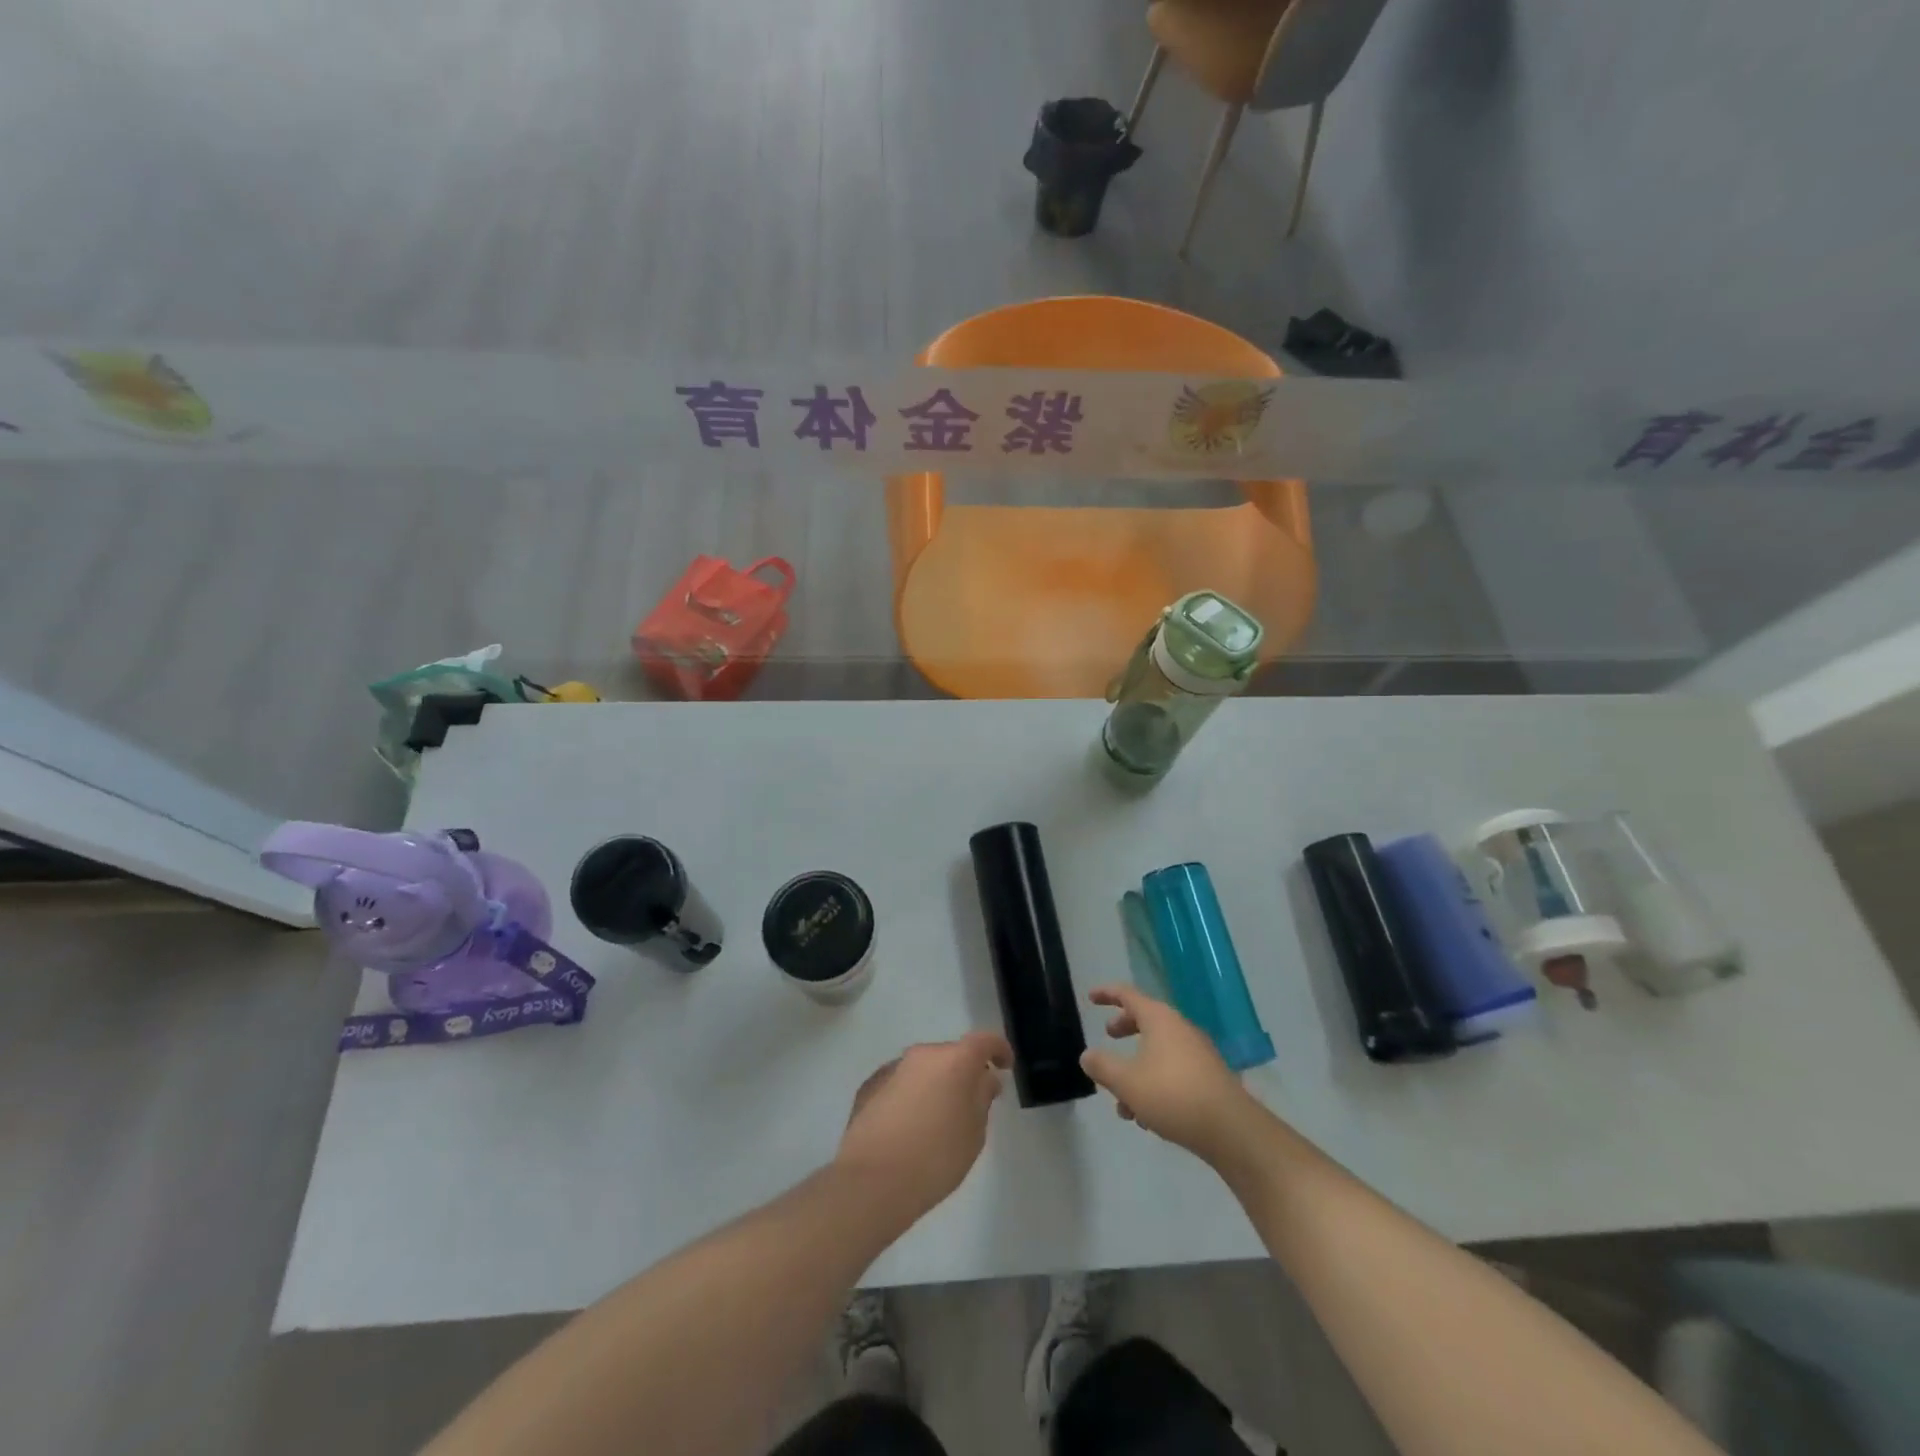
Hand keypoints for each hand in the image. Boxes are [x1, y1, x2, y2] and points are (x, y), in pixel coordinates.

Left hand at [835, 1030, 1012, 1220]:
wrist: (871, 1182)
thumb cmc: (935, 1158)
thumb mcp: (974, 1134)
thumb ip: (982, 1098)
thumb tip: (983, 1079)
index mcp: (954, 1061)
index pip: (984, 1041)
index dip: (999, 1049)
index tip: (1005, 1066)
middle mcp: (922, 1055)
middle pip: (951, 1055)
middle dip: (963, 1073)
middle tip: (970, 1103)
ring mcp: (892, 1068)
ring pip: (923, 1069)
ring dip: (934, 1084)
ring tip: (936, 1120)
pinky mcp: (869, 1086)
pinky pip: (899, 1084)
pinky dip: (909, 1096)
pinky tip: (907, 1127)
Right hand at [1080, 985, 1261, 1165]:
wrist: (1231, 1130)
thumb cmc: (1172, 1095)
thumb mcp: (1126, 1082)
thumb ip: (1103, 1066)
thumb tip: (1087, 1055)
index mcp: (1159, 1019)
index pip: (1128, 995)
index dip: (1107, 993)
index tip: (1091, 997)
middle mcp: (1180, 1029)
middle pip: (1146, 1019)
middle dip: (1125, 1028)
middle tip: (1109, 1036)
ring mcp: (1198, 1053)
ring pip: (1159, 1051)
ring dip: (1137, 1069)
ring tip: (1122, 1102)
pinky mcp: (1208, 1078)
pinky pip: (1174, 1071)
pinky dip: (1155, 1083)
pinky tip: (1147, 1118)